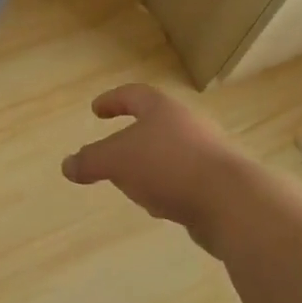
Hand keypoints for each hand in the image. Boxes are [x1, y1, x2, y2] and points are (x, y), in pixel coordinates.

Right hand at [63, 84, 245, 243]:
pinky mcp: (221, 185)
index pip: (133, 95)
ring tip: (132, 184)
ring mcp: (208, 154)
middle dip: (132, 138)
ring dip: (149, 166)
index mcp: (163, 110)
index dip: (112, 100)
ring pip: (170, 154)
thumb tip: (67, 165)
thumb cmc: (168, 167)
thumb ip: (90, 161)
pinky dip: (167, 188)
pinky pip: (185, 180)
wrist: (233, 203)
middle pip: (155, 124)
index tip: (96, 111)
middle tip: (112, 151)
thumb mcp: (116, 161)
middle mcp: (188, 125)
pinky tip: (160, 207)